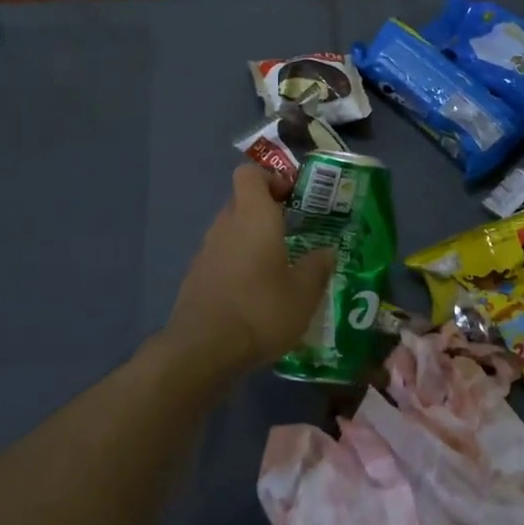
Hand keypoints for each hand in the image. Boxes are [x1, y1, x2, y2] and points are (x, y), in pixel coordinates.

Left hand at [161, 166, 337, 383]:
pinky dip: (238, 265)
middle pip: (242, 202)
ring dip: (252, 241)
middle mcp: (225, 225)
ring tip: (280, 268)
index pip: (250, 173)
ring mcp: (206, 251)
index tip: (293, 197)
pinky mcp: (196, 277)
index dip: (271, 178)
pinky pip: (222, 257)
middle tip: (295, 234)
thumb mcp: (303, 293)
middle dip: (267, 212)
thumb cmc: (260, 310)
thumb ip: (317, 267)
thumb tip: (327, 252)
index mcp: (253, 216)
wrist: (202, 351)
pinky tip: (256, 294)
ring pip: (232, 231)